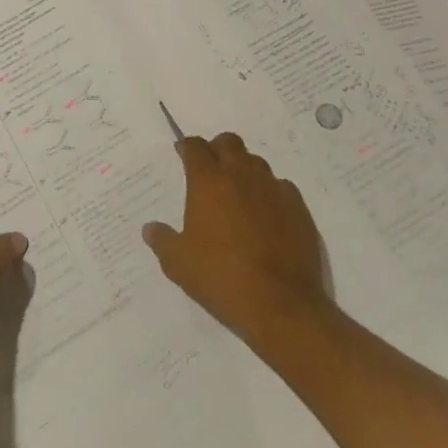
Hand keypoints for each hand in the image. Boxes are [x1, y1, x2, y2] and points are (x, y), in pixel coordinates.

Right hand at [143, 133, 330, 346]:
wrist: (281, 305)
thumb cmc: (222, 278)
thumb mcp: (179, 264)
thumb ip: (162, 241)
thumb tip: (150, 228)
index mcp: (208, 181)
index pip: (195, 147)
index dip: (187, 147)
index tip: (182, 153)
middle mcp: (240, 174)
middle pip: (228, 142)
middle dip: (217, 149)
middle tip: (211, 169)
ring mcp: (272, 188)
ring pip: (256, 162)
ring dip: (244, 169)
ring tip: (239, 193)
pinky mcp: (298, 206)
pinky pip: (281, 186)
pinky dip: (270, 193)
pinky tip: (268, 214)